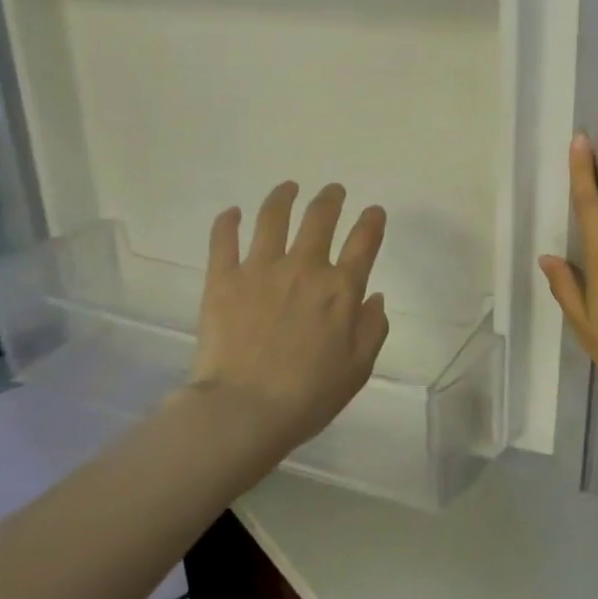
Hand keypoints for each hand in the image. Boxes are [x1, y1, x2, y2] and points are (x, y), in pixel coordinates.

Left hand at [189, 181, 389, 459]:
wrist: (244, 410)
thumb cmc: (308, 395)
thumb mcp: (358, 368)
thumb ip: (373, 328)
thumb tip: (373, 297)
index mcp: (341, 289)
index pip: (364, 241)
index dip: (372, 221)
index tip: (373, 212)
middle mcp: (304, 267)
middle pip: (320, 217)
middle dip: (330, 198)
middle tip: (333, 191)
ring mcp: (260, 268)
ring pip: (273, 217)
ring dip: (283, 196)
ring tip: (288, 188)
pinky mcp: (223, 278)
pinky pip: (224, 239)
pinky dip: (228, 222)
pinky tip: (232, 213)